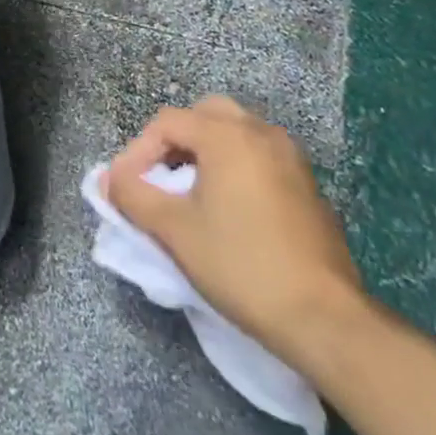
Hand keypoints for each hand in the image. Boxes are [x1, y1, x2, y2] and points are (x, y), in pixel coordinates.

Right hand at [106, 97, 365, 367]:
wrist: (324, 319)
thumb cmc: (241, 265)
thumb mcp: (174, 230)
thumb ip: (134, 196)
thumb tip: (110, 180)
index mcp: (228, 135)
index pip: (167, 122)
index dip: (137, 151)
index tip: (124, 188)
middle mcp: (261, 133)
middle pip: (204, 115)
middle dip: (174, 141)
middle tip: (158, 176)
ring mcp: (291, 158)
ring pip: (236, 133)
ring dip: (206, 152)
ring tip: (189, 191)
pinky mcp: (308, 186)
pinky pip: (259, 157)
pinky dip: (235, 167)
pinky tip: (228, 208)